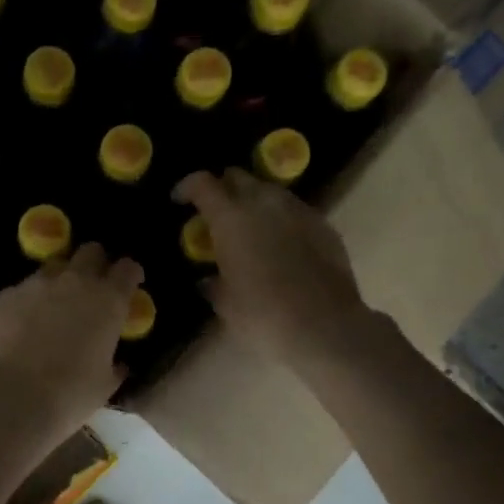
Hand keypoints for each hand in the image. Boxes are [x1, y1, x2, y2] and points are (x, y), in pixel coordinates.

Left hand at [0, 244, 142, 444]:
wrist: (16, 398)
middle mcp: (75, 281)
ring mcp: (37, 284)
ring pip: (54, 267)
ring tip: (54, 306)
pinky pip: (23, 289)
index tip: (129, 284)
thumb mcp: (105, 383)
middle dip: (95, 264)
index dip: (130, 274)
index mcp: (109, 301)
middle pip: (91, 251)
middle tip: (93, 287)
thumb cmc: (71, 395)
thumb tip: (118, 363)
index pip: (128, 268)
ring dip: (60, 280)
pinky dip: (29, 301)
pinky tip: (24, 324)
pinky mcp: (7, 295)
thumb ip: (115, 364)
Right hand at [175, 169, 371, 368]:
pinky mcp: (323, 224)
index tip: (179, 200)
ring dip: (254, 202)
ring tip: (249, 228)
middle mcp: (264, 203)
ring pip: (270, 190)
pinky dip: (281, 220)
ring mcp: (298, 210)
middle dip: (224, 189)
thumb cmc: (263, 316)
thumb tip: (210, 280)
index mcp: (230, 218)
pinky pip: (294, 211)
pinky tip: (280, 245)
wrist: (324, 327)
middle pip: (238, 177)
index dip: (187, 187)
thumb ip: (215, 284)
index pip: (202, 184)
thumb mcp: (226, 304)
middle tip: (216, 213)